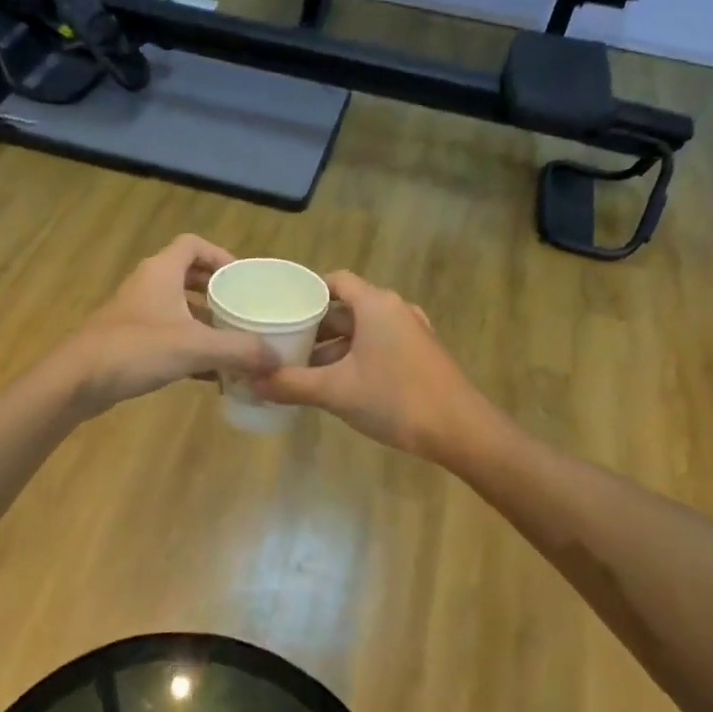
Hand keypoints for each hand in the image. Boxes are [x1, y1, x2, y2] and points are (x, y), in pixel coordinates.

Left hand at [59, 235, 278, 413]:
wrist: (77, 380)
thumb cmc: (136, 349)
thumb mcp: (195, 347)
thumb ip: (239, 350)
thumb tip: (278, 360)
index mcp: (161, 271)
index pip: (193, 244)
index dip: (220, 255)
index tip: (242, 278)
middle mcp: (148, 285)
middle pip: (187, 275)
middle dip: (217, 291)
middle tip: (243, 309)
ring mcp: (135, 313)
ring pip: (177, 307)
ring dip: (204, 320)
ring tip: (233, 340)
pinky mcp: (128, 340)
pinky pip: (167, 334)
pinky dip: (189, 345)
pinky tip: (210, 372)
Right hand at [251, 271, 486, 458]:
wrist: (460, 430)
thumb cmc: (395, 399)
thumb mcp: (336, 392)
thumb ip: (291, 384)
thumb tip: (251, 381)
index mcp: (375, 304)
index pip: (335, 281)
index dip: (306, 292)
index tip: (280, 309)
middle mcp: (395, 309)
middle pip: (346, 308)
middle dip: (315, 326)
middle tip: (283, 344)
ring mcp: (412, 331)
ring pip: (363, 330)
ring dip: (335, 346)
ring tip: (304, 369)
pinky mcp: (421, 354)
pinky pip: (380, 345)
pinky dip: (357, 356)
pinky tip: (340, 383)